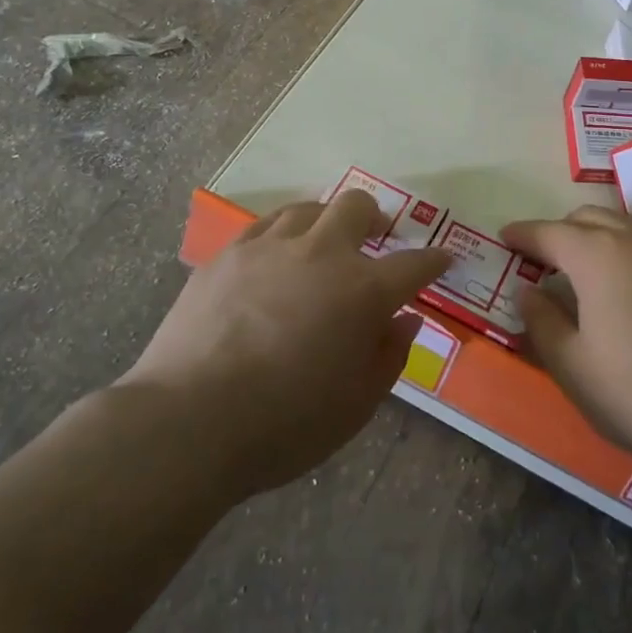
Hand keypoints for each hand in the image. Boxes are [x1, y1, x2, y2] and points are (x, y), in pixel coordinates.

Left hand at [125, 192, 450, 497]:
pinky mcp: (228, 254)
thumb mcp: (357, 406)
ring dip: (326, 221)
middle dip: (376, 218)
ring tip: (323, 243)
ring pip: (309, 208)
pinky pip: (265, 225)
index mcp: (363, 291)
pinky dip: (283, 233)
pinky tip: (277, 254)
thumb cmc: (284, 424)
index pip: (414, 265)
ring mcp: (270, 247)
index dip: (433, 261)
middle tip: (376, 237)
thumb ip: (389, 356)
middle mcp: (322, 254)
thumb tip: (404, 320)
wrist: (189, 421)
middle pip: (358, 208)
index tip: (442, 259)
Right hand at [501, 207, 631, 471]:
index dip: (523, 234)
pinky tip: (626, 284)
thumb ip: (541, 319)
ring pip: (623, 224)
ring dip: (595, 233)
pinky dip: (625, 247)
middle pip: (588, 217)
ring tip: (582, 267)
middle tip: (541, 261)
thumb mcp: (570, 363)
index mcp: (597, 255)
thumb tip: (528, 291)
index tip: (504, 237)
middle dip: (559, 231)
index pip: (549, 232)